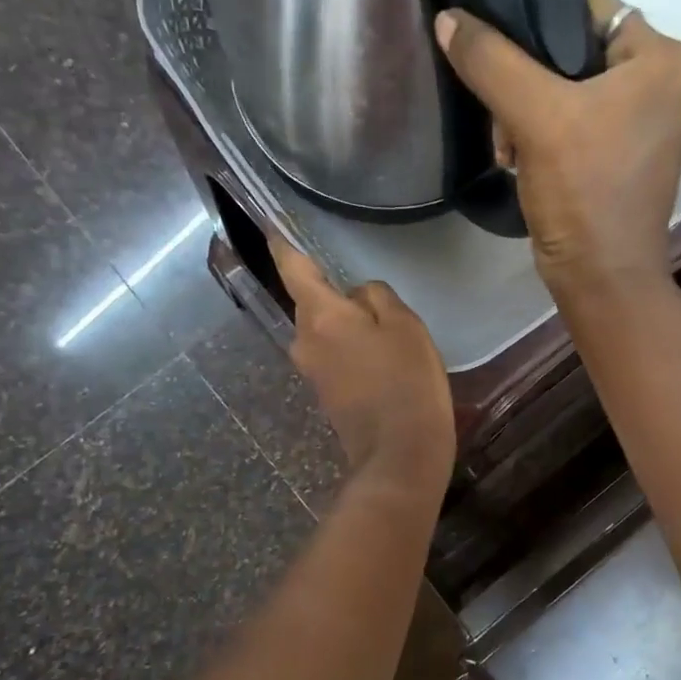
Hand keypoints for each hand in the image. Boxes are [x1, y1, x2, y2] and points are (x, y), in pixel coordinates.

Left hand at [270, 236, 454, 497]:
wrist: (399, 455)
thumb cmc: (406, 381)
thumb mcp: (404, 325)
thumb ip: (376, 297)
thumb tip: (356, 295)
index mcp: (320, 315)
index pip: (293, 267)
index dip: (283, 243)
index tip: (274, 224)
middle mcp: (304, 340)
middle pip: (312, 301)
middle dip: (333, 291)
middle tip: (371, 292)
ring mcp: (312, 371)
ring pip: (325, 330)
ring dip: (346, 323)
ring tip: (384, 327)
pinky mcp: (325, 394)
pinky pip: (334, 355)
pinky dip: (352, 348)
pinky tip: (382, 357)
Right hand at [436, 0, 680, 304]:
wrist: (601, 276)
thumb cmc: (583, 189)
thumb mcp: (534, 115)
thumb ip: (490, 60)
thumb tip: (450, 20)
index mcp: (665, 61)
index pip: (591, 10)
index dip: (540, 25)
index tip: (502, 58)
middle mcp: (667, 85)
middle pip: (576, 53)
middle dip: (527, 83)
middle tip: (503, 118)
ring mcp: (648, 124)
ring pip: (570, 90)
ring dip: (528, 113)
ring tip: (509, 147)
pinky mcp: (626, 156)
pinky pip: (577, 122)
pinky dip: (544, 135)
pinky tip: (520, 159)